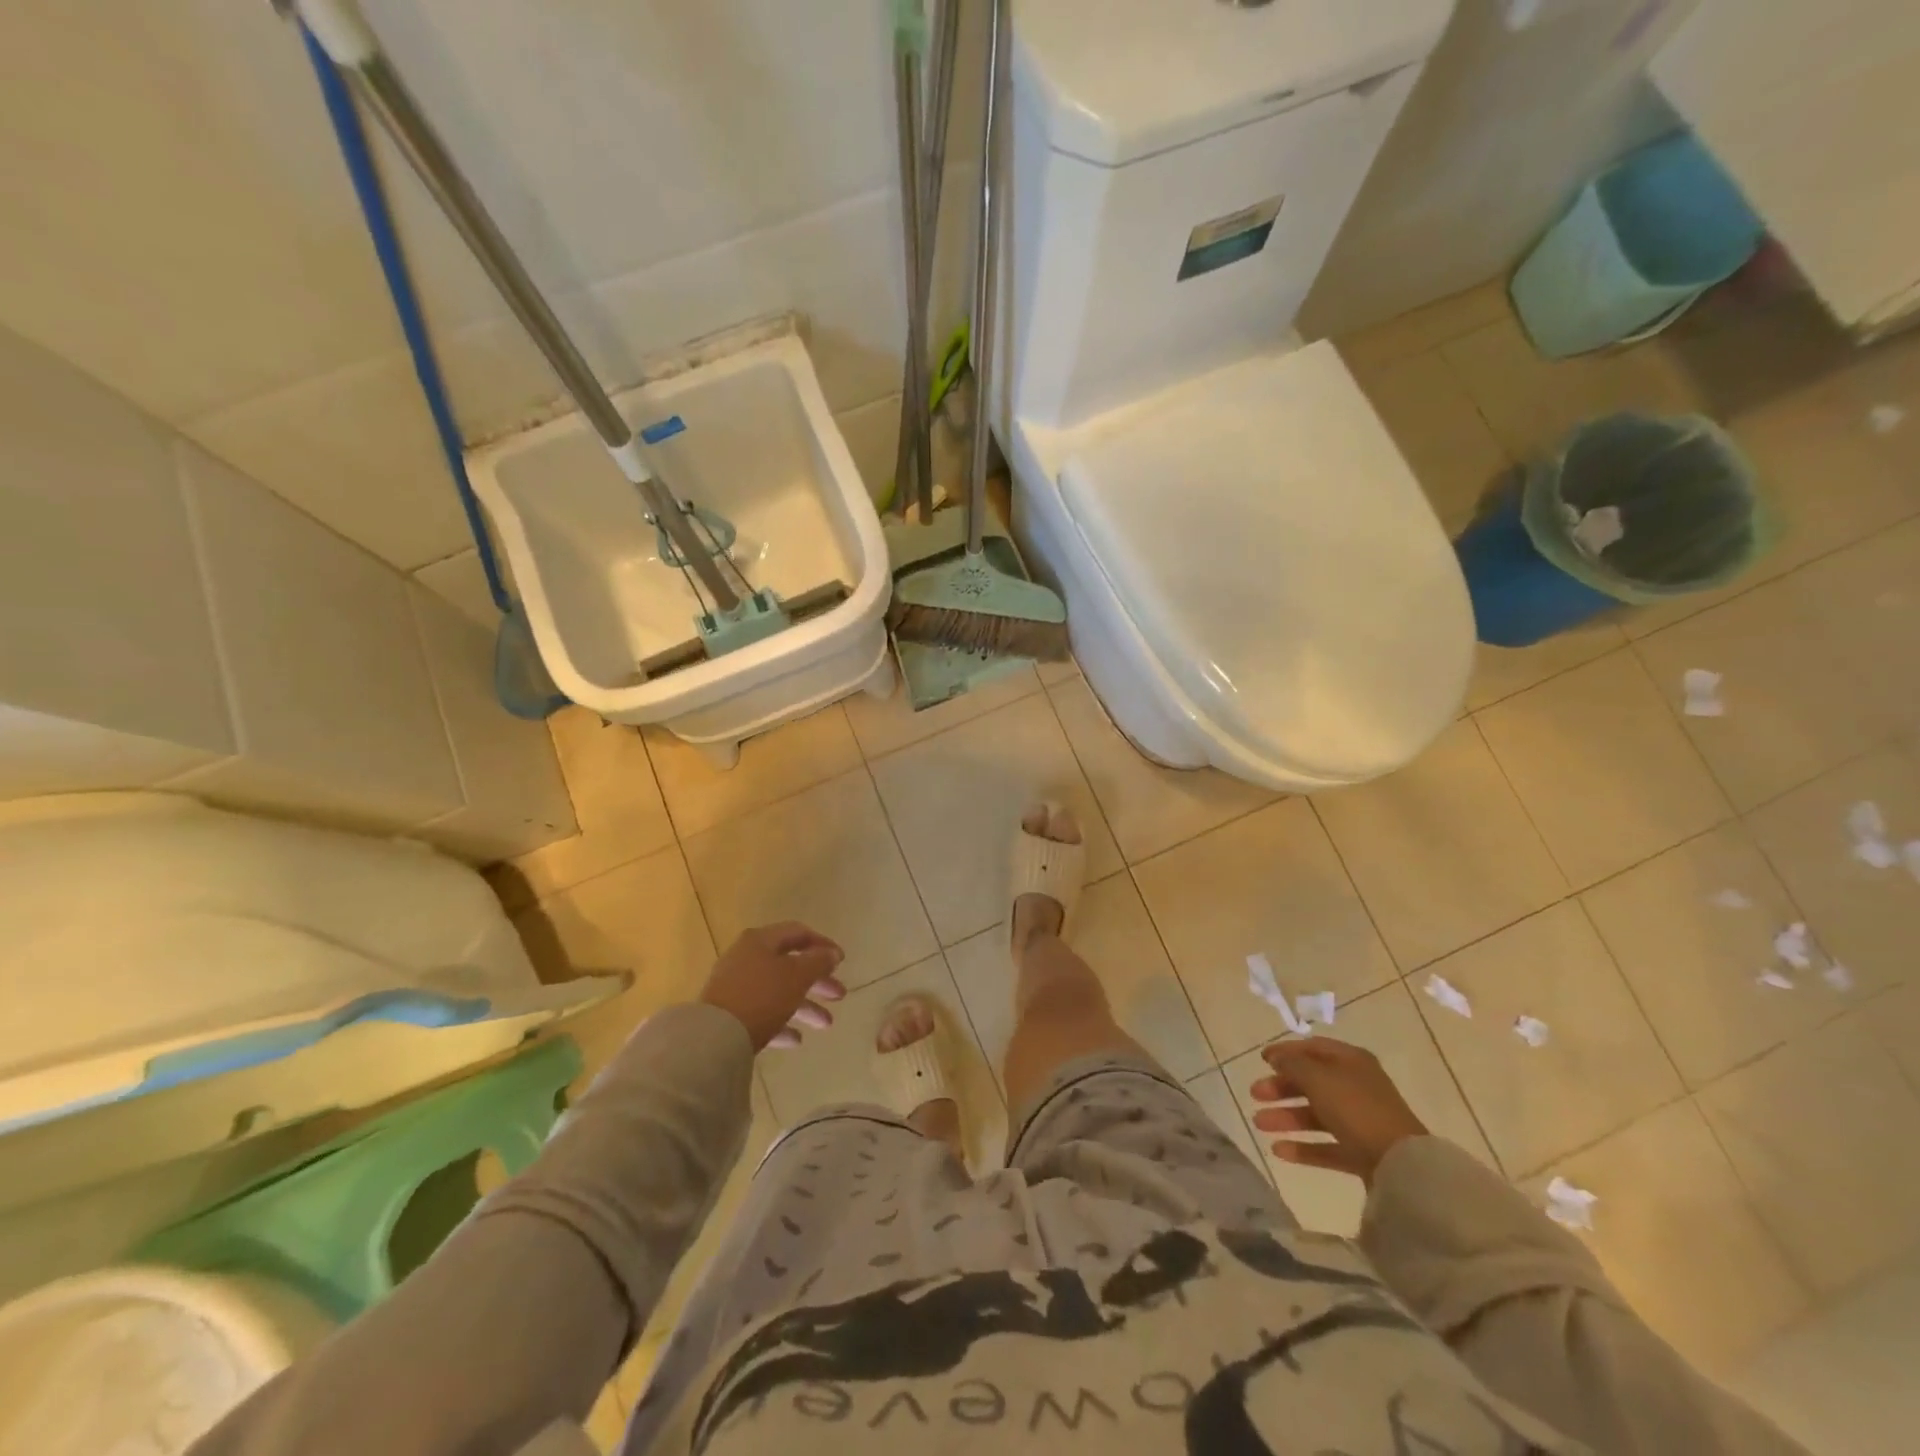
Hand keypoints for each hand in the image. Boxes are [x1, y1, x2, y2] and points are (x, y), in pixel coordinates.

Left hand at [699, 923, 846, 1050]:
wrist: (714, 1037)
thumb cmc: (762, 996)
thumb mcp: (798, 975)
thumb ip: (818, 961)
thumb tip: (831, 953)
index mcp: (761, 940)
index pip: (798, 933)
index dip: (823, 944)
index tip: (842, 961)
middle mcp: (746, 957)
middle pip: (789, 964)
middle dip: (818, 981)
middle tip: (839, 995)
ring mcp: (735, 986)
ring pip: (778, 990)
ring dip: (805, 1006)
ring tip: (826, 1024)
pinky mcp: (728, 1013)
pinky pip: (761, 1013)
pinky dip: (781, 1023)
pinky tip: (796, 1040)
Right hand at [1248, 1036, 1427, 1183]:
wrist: (1401, 1165)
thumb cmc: (1356, 1108)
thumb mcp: (1318, 1077)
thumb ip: (1293, 1064)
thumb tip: (1277, 1057)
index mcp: (1351, 1061)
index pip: (1313, 1048)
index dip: (1286, 1051)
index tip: (1261, 1060)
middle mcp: (1355, 1087)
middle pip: (1311, 1082)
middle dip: (1281, 1087)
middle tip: (1255, 1094)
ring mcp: (1360, 1122)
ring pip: (1315, 1115)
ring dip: (1285, 1117)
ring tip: (1259, 1124)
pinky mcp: (1361, 1153)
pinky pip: (1326, 1146)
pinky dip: (1303, 1147)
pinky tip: (1278, 1150)